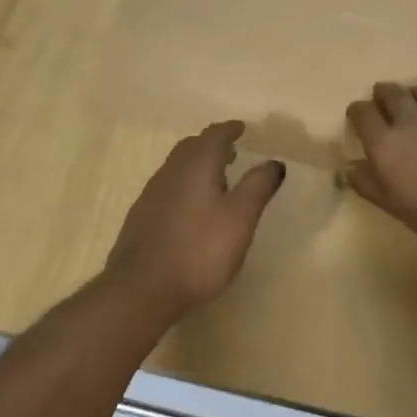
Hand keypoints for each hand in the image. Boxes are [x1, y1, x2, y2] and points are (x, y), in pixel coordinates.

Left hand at [104, 122, 286, 323]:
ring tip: (217, 180)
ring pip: (177, 168)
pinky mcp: (141, 217)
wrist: (142, 287)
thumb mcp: (240, 217)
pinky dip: (185, 186)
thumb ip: (258, 186)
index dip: (229, 130)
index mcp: (196, 165)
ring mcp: (151, 194)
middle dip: (212, 146)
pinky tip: (192, 209)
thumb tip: (274, 162)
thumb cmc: (200, 249)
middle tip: (232, 153)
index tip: (241, 129)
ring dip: (197, 166)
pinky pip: (168, 188)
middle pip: (191, 148)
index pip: (214, 135)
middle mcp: (170, 172)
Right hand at [344, 83, 416, 261]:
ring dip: (410, 94)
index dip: (357, 111)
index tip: (357, 116)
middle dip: (382, 93)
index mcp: (386, 144)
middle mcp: (411, 122)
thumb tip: (348, 167)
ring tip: (410, 100)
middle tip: (380, 97)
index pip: (363, 113)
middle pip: (392, 94)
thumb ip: (368, 184)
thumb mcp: (394, 207)